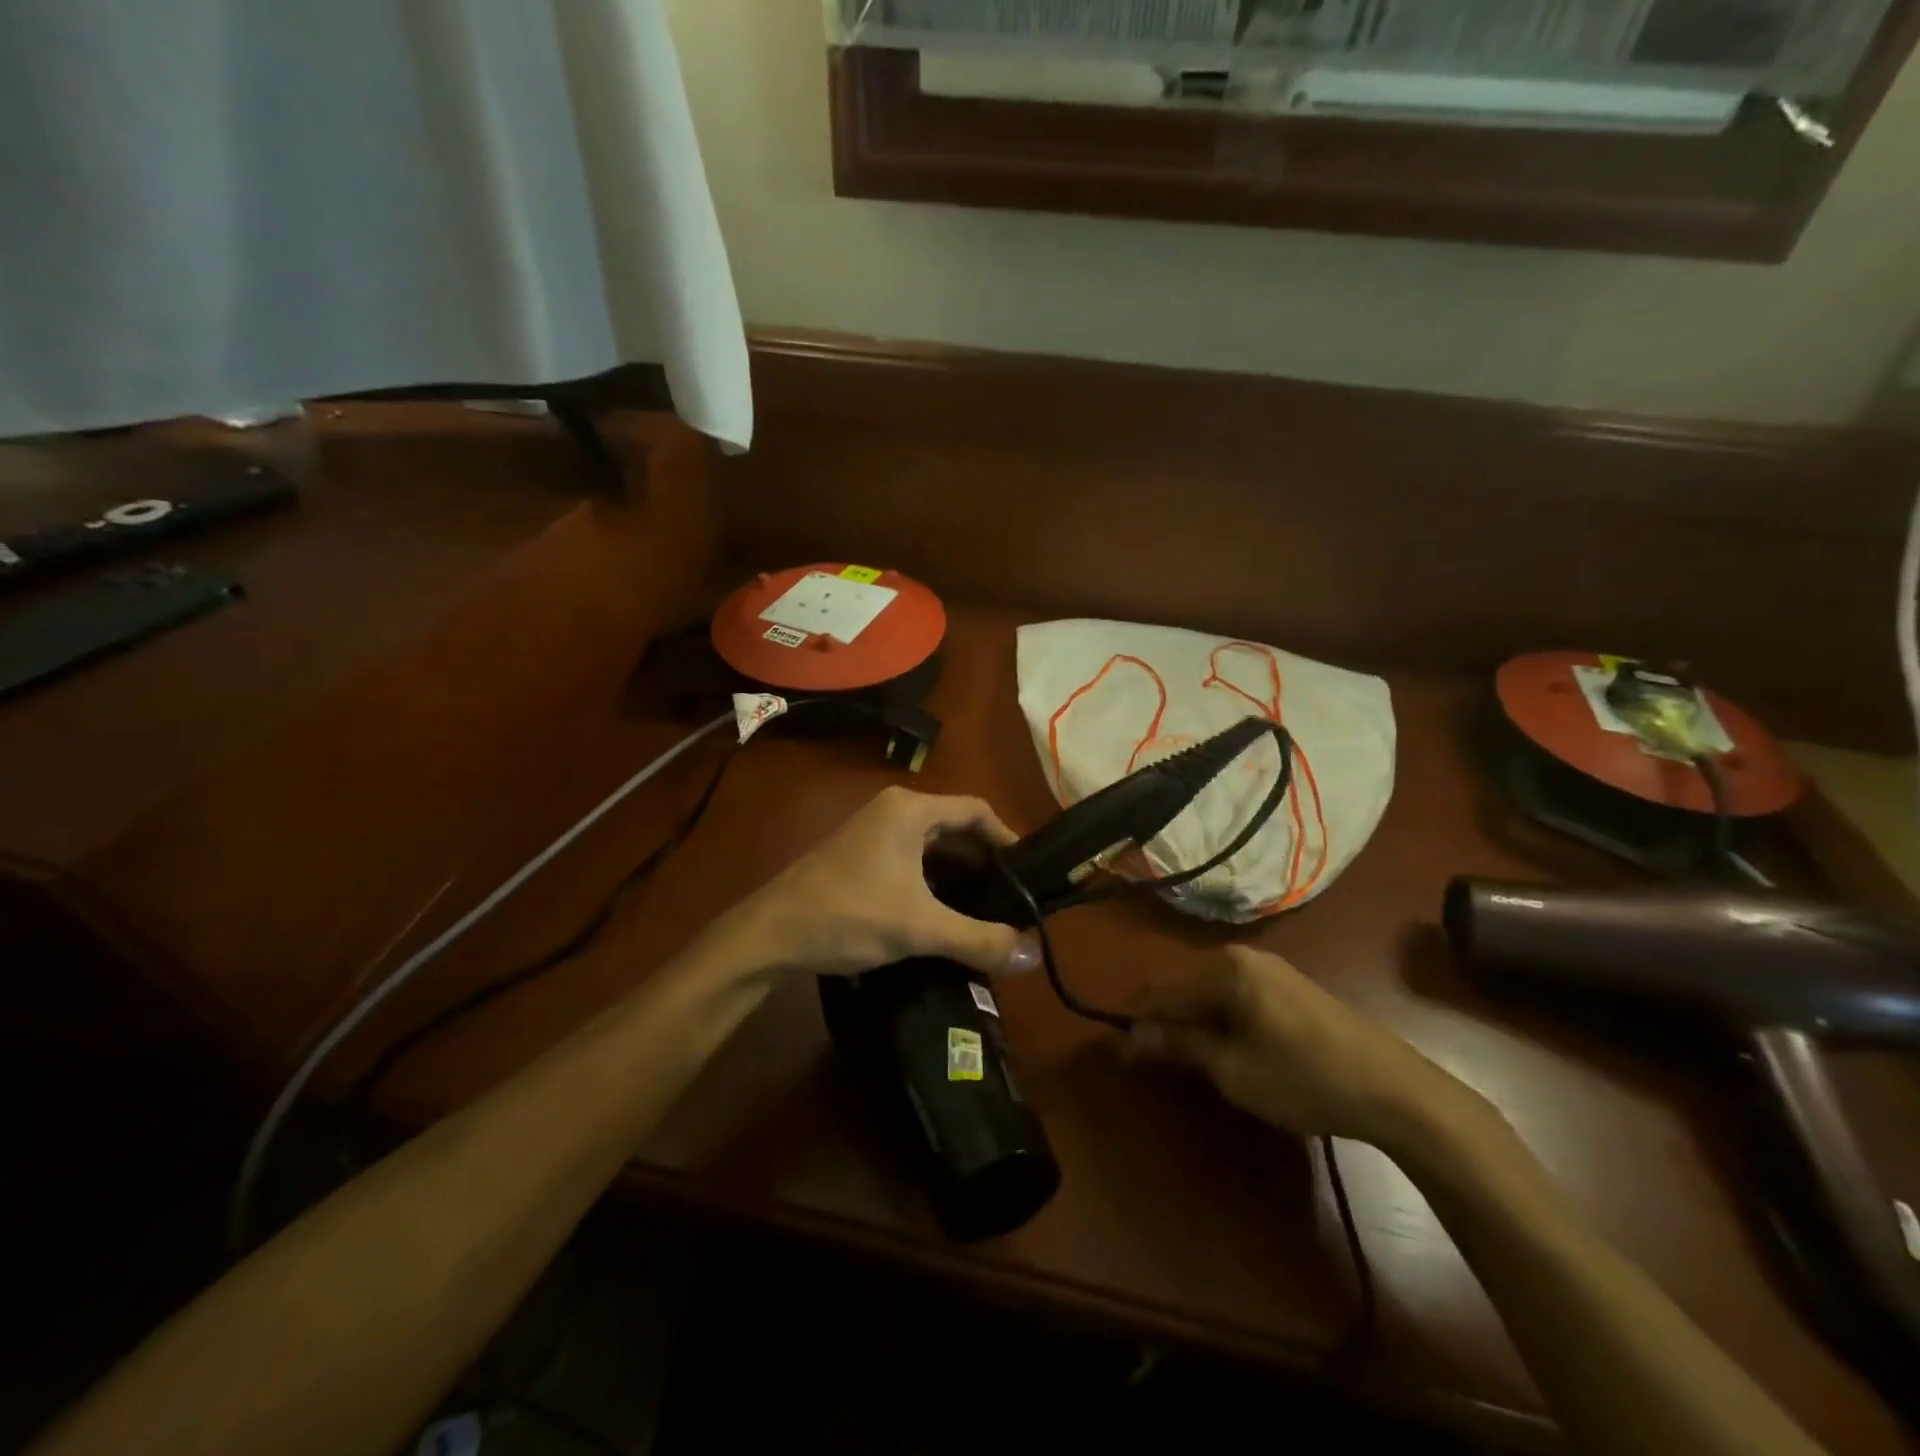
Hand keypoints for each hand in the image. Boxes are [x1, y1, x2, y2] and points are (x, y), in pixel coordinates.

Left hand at [725, 787, 1043, 979]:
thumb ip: (979, 939)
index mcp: (910, 810)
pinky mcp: (860, 856)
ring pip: (933, 846)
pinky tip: (946, 914)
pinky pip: (912, 859)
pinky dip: (935, 881)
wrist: (770, 935)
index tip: (1030, 874)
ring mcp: (873, 832)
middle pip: (955, 827)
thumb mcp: (919, 928)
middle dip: (985, 861)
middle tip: (1014, 897)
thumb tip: (1034, 955)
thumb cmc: (848, 915)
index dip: (1007, 839)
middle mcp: (893, 811)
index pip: (976, 810)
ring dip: (960, 874)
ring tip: (987, 910)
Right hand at [1133, 946, 1492, 1155]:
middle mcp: (1243, 957)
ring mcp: (1271, 969)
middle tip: (1156, 1061)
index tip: (1124, 1054)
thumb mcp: (1232, 1069)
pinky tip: (1227, 1047)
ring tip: (1189, 1058)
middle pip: (1185, 985)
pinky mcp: (1290, 986)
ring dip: (1193, 1020)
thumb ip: (1180, 1045)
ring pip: (1211, 991)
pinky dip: (1221, 1018)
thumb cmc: (1303, 1079)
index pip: (1162, 990)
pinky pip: (1237, 995)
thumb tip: (1133, 1035)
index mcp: (1224, 969)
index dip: (1138, 1022)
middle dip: (1165, 1020)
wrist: (1395, 1089)